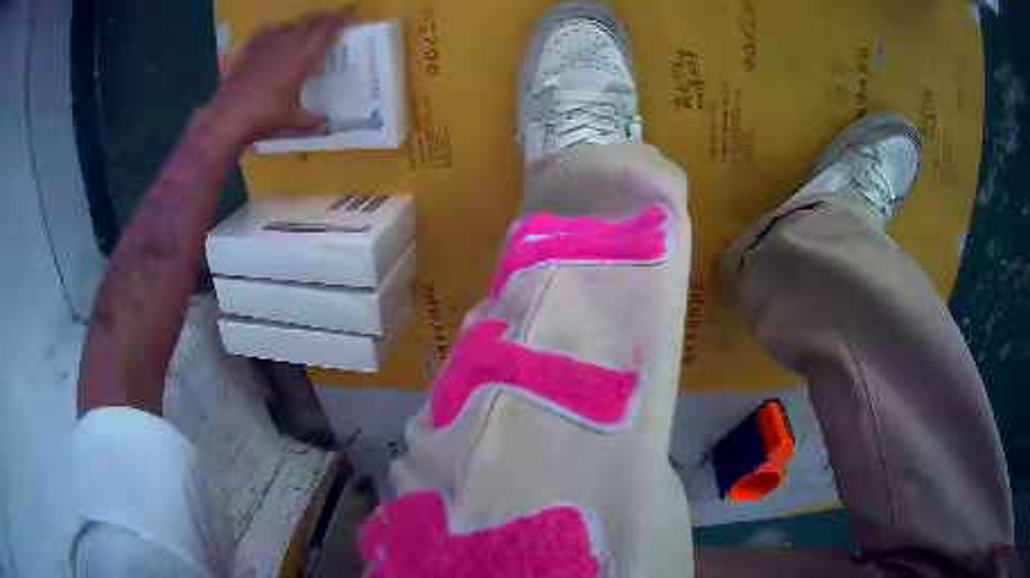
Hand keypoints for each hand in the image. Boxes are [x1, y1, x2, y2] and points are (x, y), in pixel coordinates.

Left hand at [205, 11, 352, 144]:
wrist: (226, 119)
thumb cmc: (263, 118)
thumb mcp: (292, 123)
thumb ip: (312, 121)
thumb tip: (325, 124)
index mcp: (302, 57)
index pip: (327, 29)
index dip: (342, 18)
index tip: (354, 12)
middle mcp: (286, 44)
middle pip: (310, 22)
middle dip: (325, 18)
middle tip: (335, 18)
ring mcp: (265, 46)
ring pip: (289, 25)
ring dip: (302, 24)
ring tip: (308, 28)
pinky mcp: (248, 52)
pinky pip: (266, 32)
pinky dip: (275, 30)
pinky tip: (275, 34)